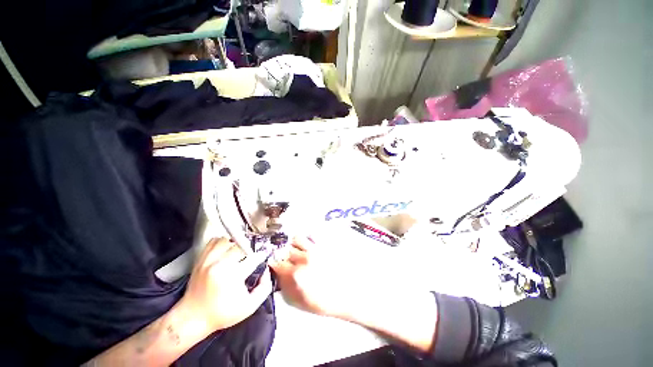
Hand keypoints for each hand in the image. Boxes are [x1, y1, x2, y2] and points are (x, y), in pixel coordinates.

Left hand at [180, 237, 271, 331]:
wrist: (193, 318)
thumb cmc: (222, 314)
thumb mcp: (250, 307)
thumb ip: (264, 288)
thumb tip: (266, 270)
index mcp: (233, 275)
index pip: (254, 257)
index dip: (261, 256)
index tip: (262, 257)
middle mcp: (220, 264)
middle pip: (242, 246)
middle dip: (249, 251)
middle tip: (250, 257)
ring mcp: (208, 260)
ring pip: (229, 240)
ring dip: (236, 245)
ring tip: (238, 253)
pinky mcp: (201, 259)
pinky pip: (214, 241)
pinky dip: (223, 242)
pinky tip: (226, 250)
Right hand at [269, 237, 366, 317]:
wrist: (347, 294)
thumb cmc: (323, 301)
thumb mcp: (299, 301)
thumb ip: (285, 286)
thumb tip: (277, 274)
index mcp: (296, 274)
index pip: (277, 263)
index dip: (275, 263)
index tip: (275, 264)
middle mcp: (304, 258)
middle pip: (286, 250)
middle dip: (284, 255)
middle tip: (287, 259)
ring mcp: (315, 249)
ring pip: (297, 238)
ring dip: (294, 244)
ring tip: (298, 250)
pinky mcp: (324, 245)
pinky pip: (311, 236)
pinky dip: (307, 239)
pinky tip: (309, 246)